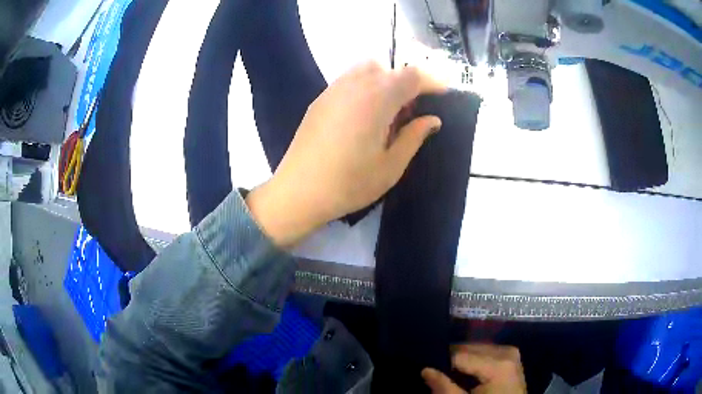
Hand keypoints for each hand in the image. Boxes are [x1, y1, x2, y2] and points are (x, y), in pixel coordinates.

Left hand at [246, 61, 444, 246]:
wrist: (298, 192)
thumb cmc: (348, 184)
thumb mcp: (390, 166)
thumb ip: (414, 137)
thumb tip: (433, 120)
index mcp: (377, 100)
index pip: (411, 76)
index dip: (431, 81)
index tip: (442, 94)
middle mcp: (355, 85)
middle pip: (388, 68)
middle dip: (406, 83)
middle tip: (410, 112)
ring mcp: (333, 90)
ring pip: (366, 70)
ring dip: (384, 82)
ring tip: (386, 113)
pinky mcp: (320, 99)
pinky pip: (349, 80)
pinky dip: (365, 87)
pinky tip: (362, 116)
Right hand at [422, 344, 526, 393]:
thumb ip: (445, 388)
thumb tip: (425, 370)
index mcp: (498, 364)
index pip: (459, 355)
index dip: (441, 364)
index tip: (429, 372)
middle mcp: (506, 352)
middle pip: (469, 348)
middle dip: (452, 361)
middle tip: (439, 375)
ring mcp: (511, 353)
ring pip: (477, 349)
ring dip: (463, 360)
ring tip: (453, 376)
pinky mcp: (511, 357)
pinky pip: (486, 353)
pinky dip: (474, 361)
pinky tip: (467, 374)